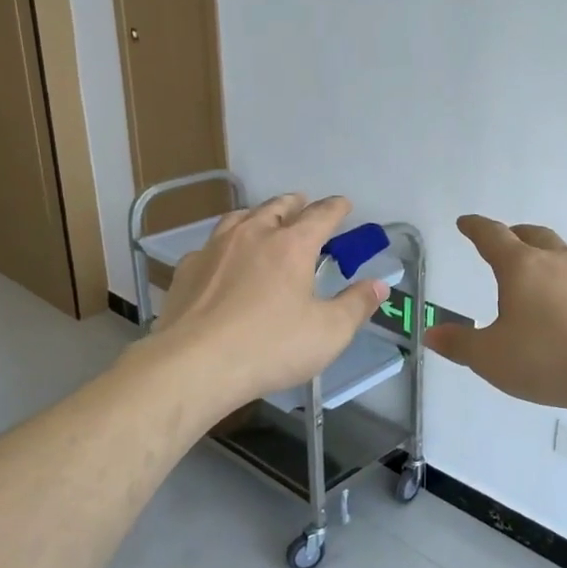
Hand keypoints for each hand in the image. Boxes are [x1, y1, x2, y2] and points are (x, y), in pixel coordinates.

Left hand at [151, 194, 386, 414]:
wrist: (195, 364)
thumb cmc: (270, 346)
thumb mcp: (328, 333)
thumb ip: (356, 305)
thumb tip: (379, 284)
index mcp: (292, 245)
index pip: (320, 216)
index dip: (335, 208)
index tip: (344, 204)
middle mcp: (253, 235)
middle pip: (276, 207)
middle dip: (294, 204)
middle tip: (303, 203)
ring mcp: (215, 249)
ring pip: (239, 218)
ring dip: (256, 214)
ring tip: (262, 219)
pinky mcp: (187, 269)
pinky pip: (210, 245)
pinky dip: (224, 244)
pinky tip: (222, 258)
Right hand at [424, 216, 566, 414]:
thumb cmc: (547, 360)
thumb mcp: (491, 358)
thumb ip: (459, 344)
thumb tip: (431, 333)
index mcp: (521, 267)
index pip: (493, 236)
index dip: (476, 227)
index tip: (466, 223)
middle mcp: (556, 260)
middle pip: (533, 235)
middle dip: (514, 235)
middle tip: (505, 241)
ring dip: (550, 250)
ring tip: (544, 264)